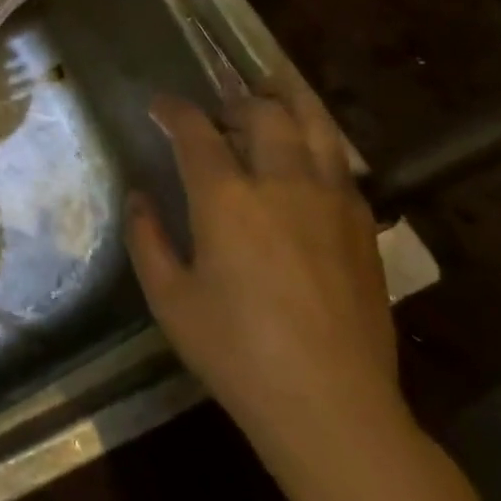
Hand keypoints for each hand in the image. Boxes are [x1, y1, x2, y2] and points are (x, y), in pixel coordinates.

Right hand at [125, 92, 403, 483]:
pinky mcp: (363, 224)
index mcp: (227, 199)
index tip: (160, 106)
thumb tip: (138, 197)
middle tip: (217, 111)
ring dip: (288, 101)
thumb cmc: (236, 353)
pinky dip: (317, 142)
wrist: (332, 406)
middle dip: (235, 100)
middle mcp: (282, 183)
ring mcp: (331, 200)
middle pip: (263, 113)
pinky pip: (340, 162)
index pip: (196, 131)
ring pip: (315, 125)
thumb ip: (147, 239)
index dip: (174, 110)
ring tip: (272, 94)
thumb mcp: (170, 299)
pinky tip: (306, 158)